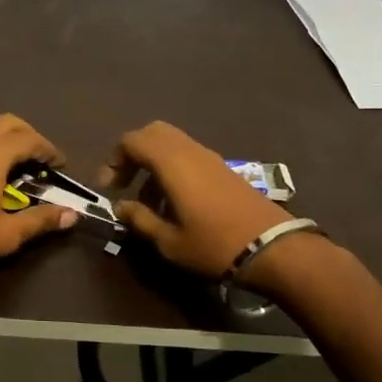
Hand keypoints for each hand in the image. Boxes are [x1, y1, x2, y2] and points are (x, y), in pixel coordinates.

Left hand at [0, 114, 76, 290]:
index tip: (60, 165)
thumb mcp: (7, 234)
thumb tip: (73, 214)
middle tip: (41, 160)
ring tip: (18, 169)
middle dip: (28, 136)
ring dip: (7, 141)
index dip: (48, 149)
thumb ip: (41, 221)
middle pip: (7, 123)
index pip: (29, 139)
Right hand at [98, 121, 290, 278]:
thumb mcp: (169, 241)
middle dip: (132, 154)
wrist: (273, 248)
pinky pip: (188, 155)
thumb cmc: (214, 245)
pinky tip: (174, 202)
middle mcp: (189, 150)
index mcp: (171, 162)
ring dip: (153, 164)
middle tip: (124, 184)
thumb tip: (120, 207)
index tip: (108, 188)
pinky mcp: (223, 168)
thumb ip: (140, 220)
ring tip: (148, 201)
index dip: (113, 160)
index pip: (132, 141)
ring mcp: (210, 157)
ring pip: (171, 143)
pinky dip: (172, 168)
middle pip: (152, 133)